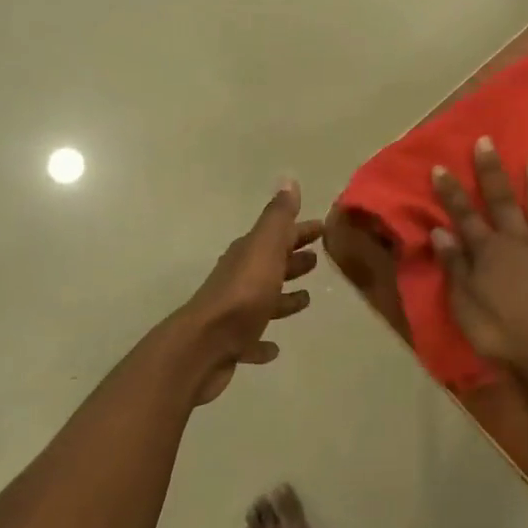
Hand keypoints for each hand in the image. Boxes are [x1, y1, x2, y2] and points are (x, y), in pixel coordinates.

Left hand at [174, 180, 323, 403]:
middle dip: (292, 259)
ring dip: (283, 298)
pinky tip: (274, 348)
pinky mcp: (231, 343)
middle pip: (270, 264)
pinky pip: (252, 338)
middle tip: (317, 259)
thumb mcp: (265, 248)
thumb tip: (288, 180)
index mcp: (249, 253)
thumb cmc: (243, 294)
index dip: (300, 230)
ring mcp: (234, 312)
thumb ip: (278, 218)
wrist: (205, 345)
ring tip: (306, 299)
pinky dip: (263, 341)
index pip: (279, 234)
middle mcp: (240, 278)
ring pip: (263, 299)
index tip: (323, 228)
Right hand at [431, 138, 527, 376]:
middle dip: (492, 171)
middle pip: (503, 201)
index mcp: (488, 252)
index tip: (440, 166)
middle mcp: (519, 243)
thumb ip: (454, 266)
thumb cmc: (501, 333)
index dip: (451, 192)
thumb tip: (440, 231)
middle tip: (487, 141)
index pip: (464, 215)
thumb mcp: (464, 304)